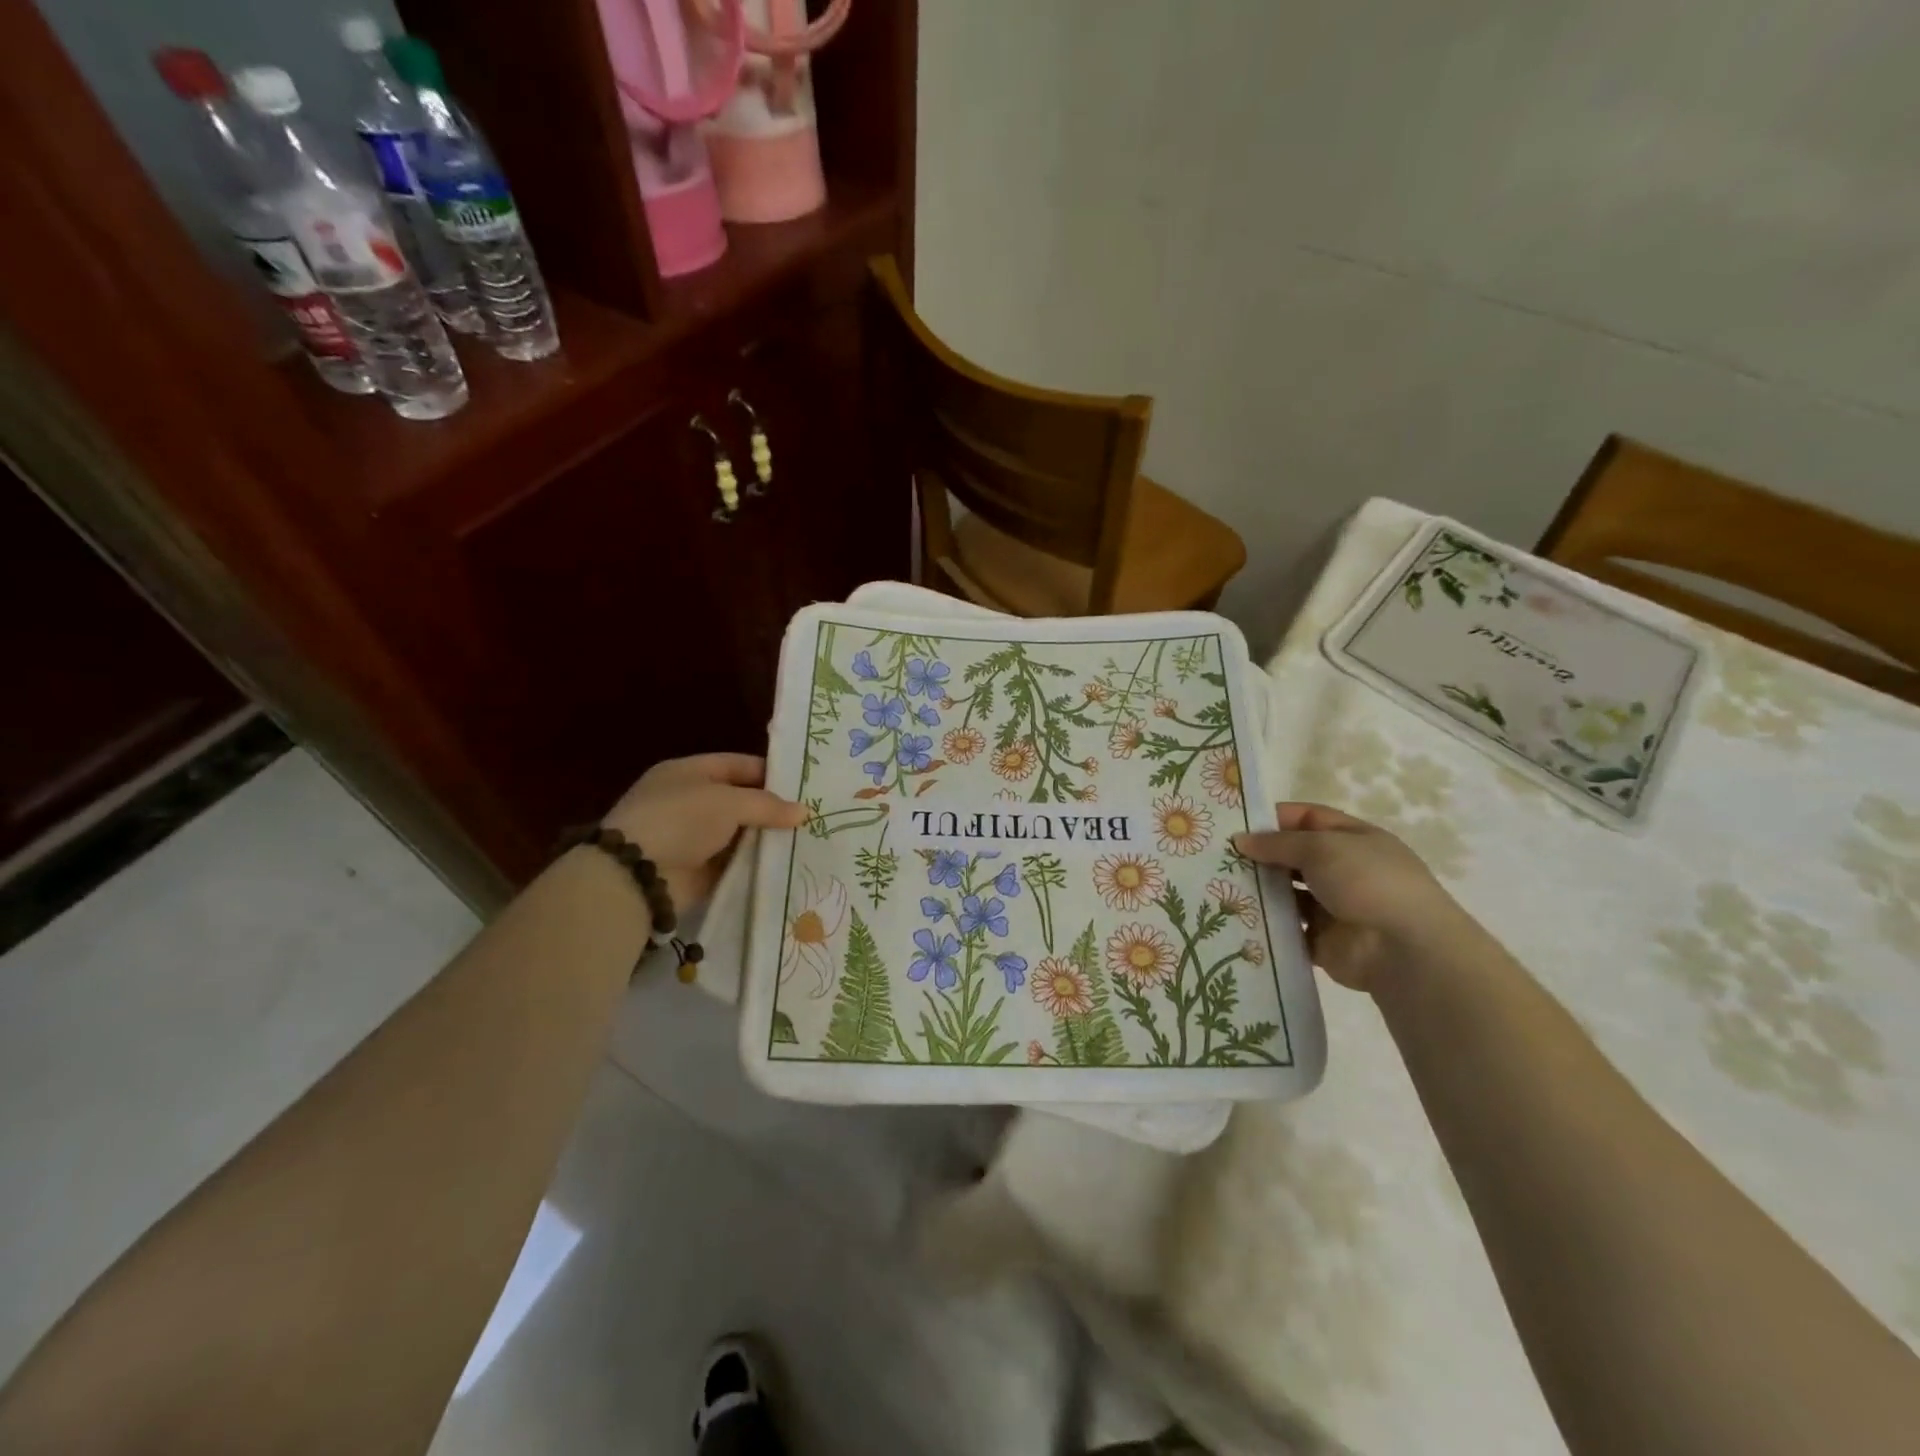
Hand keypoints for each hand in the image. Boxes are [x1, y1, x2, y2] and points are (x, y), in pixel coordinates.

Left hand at [600, 753, 806, 914]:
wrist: (636, 876)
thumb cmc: (680, 820)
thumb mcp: (728, 802)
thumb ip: (767, 805)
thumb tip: (804, 811)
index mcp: (689, 772)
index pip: (738, 765)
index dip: (770, 773)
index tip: (805, 785)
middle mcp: (690, 801)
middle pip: (741, 799)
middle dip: (773, 808)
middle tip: (813, 814)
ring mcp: (693, 836)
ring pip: (740, 832)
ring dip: (766, 837)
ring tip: (807, 839)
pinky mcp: (698, 869)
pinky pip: (734, 861)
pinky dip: (755, 862)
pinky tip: (785, 862)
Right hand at [1234, 803, 1472, 991]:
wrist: (1404, 950)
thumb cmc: (1368, 882)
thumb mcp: (1322, 847)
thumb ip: (1278, 843)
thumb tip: (1240, 840)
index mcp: (1353, 839)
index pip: (1307, 818)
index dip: (1273, 818)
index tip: (1234, 823)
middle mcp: (1343, 869)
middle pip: (1293, 856)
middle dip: (1259, 855)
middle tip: (1216, 856)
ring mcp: (1333, 906)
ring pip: (1286, 893)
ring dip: (1259, 889)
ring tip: (1218, 884)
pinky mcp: (1321, 940)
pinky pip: (1286, 928)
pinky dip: (1265, 923)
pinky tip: (1234, 916)